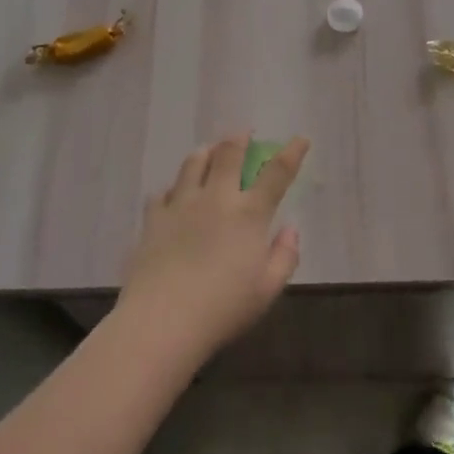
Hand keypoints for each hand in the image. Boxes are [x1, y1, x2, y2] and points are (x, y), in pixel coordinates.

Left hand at [117, 134, 308, 363]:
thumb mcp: (267, 290)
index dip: (291, 153)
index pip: (276, 173)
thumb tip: (291, 229)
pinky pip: (163, 191)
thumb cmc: (223, 308)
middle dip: (240, 138)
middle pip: (228, 154)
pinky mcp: (153, 218)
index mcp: (249, 214)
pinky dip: (173, 188)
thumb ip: (285, 256)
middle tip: (244, 133)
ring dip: (206, 152)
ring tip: (210, 151)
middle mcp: (216, 198)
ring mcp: (181, 204)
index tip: (300, 139)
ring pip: (194, 163)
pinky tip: (174, 194)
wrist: (162, 320)